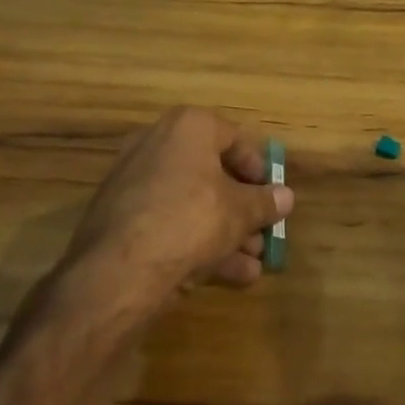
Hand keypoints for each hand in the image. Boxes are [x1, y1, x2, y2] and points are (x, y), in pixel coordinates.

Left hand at [55, 106, 292, 315]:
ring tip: (253, 265)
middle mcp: (156, 145)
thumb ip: (265, 203)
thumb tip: (286, 197)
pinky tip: (228, 277)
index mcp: (188, 127)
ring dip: (225, 233)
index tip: (272, 195)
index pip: (234, 139)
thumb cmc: (191, 219)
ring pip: (191, 204)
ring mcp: (133, 183)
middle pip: (212, 175)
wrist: (119, 271)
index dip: (258, 169)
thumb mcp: (240, 212)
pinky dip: (196, 244)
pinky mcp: (119, 220)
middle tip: (263, 233)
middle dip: (242, 209)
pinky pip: (169, 224)